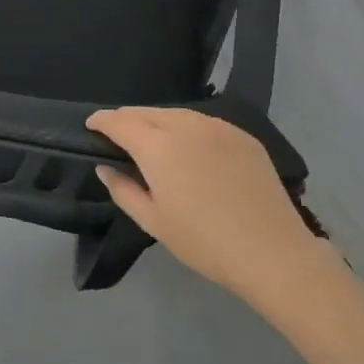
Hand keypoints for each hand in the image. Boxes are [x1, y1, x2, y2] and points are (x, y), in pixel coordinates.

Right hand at [86, 107, 320, 305]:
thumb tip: (105, 168)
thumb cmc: (204, 242)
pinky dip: (187, 128)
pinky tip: (190, 148)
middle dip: (127, 119)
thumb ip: (123, 190)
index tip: (91, 125)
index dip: (102, 121)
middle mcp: (185, 125)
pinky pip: (204, 122)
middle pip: (146, 112)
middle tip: (118, 135)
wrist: (272, 251)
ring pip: (176, 113)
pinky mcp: (242, 135)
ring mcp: (217, 126)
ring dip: (157, 121)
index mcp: (157, 146)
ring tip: (152, 140)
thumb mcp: (154, 222)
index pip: (120, 121)